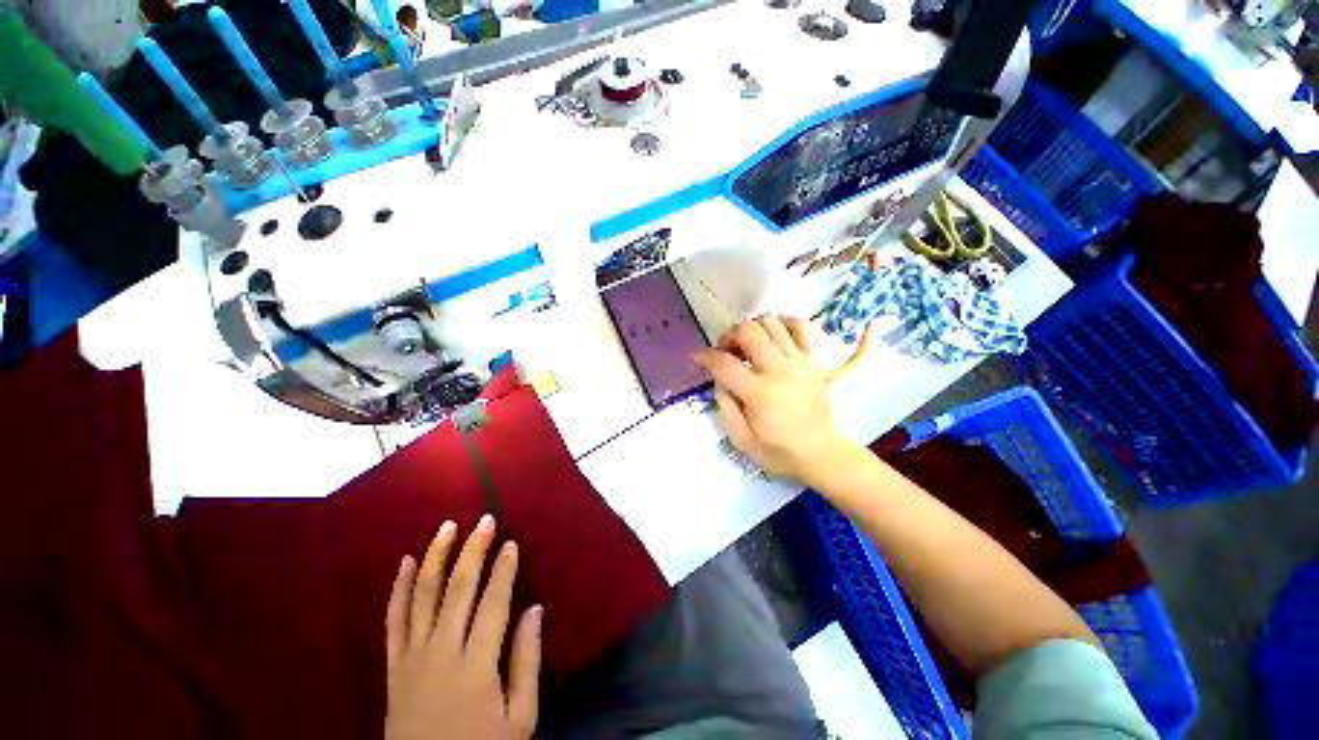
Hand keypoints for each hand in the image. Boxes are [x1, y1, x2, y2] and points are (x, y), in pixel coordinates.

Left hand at [385, 516, 541, 739]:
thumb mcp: (519, 718)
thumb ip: (527, 661)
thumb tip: (535, 608)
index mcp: (476, 666)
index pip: (493, 603)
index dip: (503, 570)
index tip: (511, 542)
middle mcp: (441, 652)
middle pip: (458, 590)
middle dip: (473, 550)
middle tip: (484, 520)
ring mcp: (412, 657)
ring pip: (423, 596)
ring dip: (436, 558)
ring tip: (447, 527)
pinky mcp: (393, 666)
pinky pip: (393, 620)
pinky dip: (399, 588)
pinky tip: (407, 563)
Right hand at [693, 315, 849, 483]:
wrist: (820, 453)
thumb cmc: (777, 450)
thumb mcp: (740, 438)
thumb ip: (725, 403)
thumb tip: (718, 375)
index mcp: (760, 394)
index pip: (725, 363)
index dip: (705, 356)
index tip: (697, 355)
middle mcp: (780, 371)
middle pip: (749, 331)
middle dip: (729, 335)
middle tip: (726, 351)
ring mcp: (800, 362)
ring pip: (771, 323)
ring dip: (752, 329)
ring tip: (747, 346)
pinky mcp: (814, 360)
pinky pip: (800, 326)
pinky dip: (782, 323)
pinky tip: (773, 336)